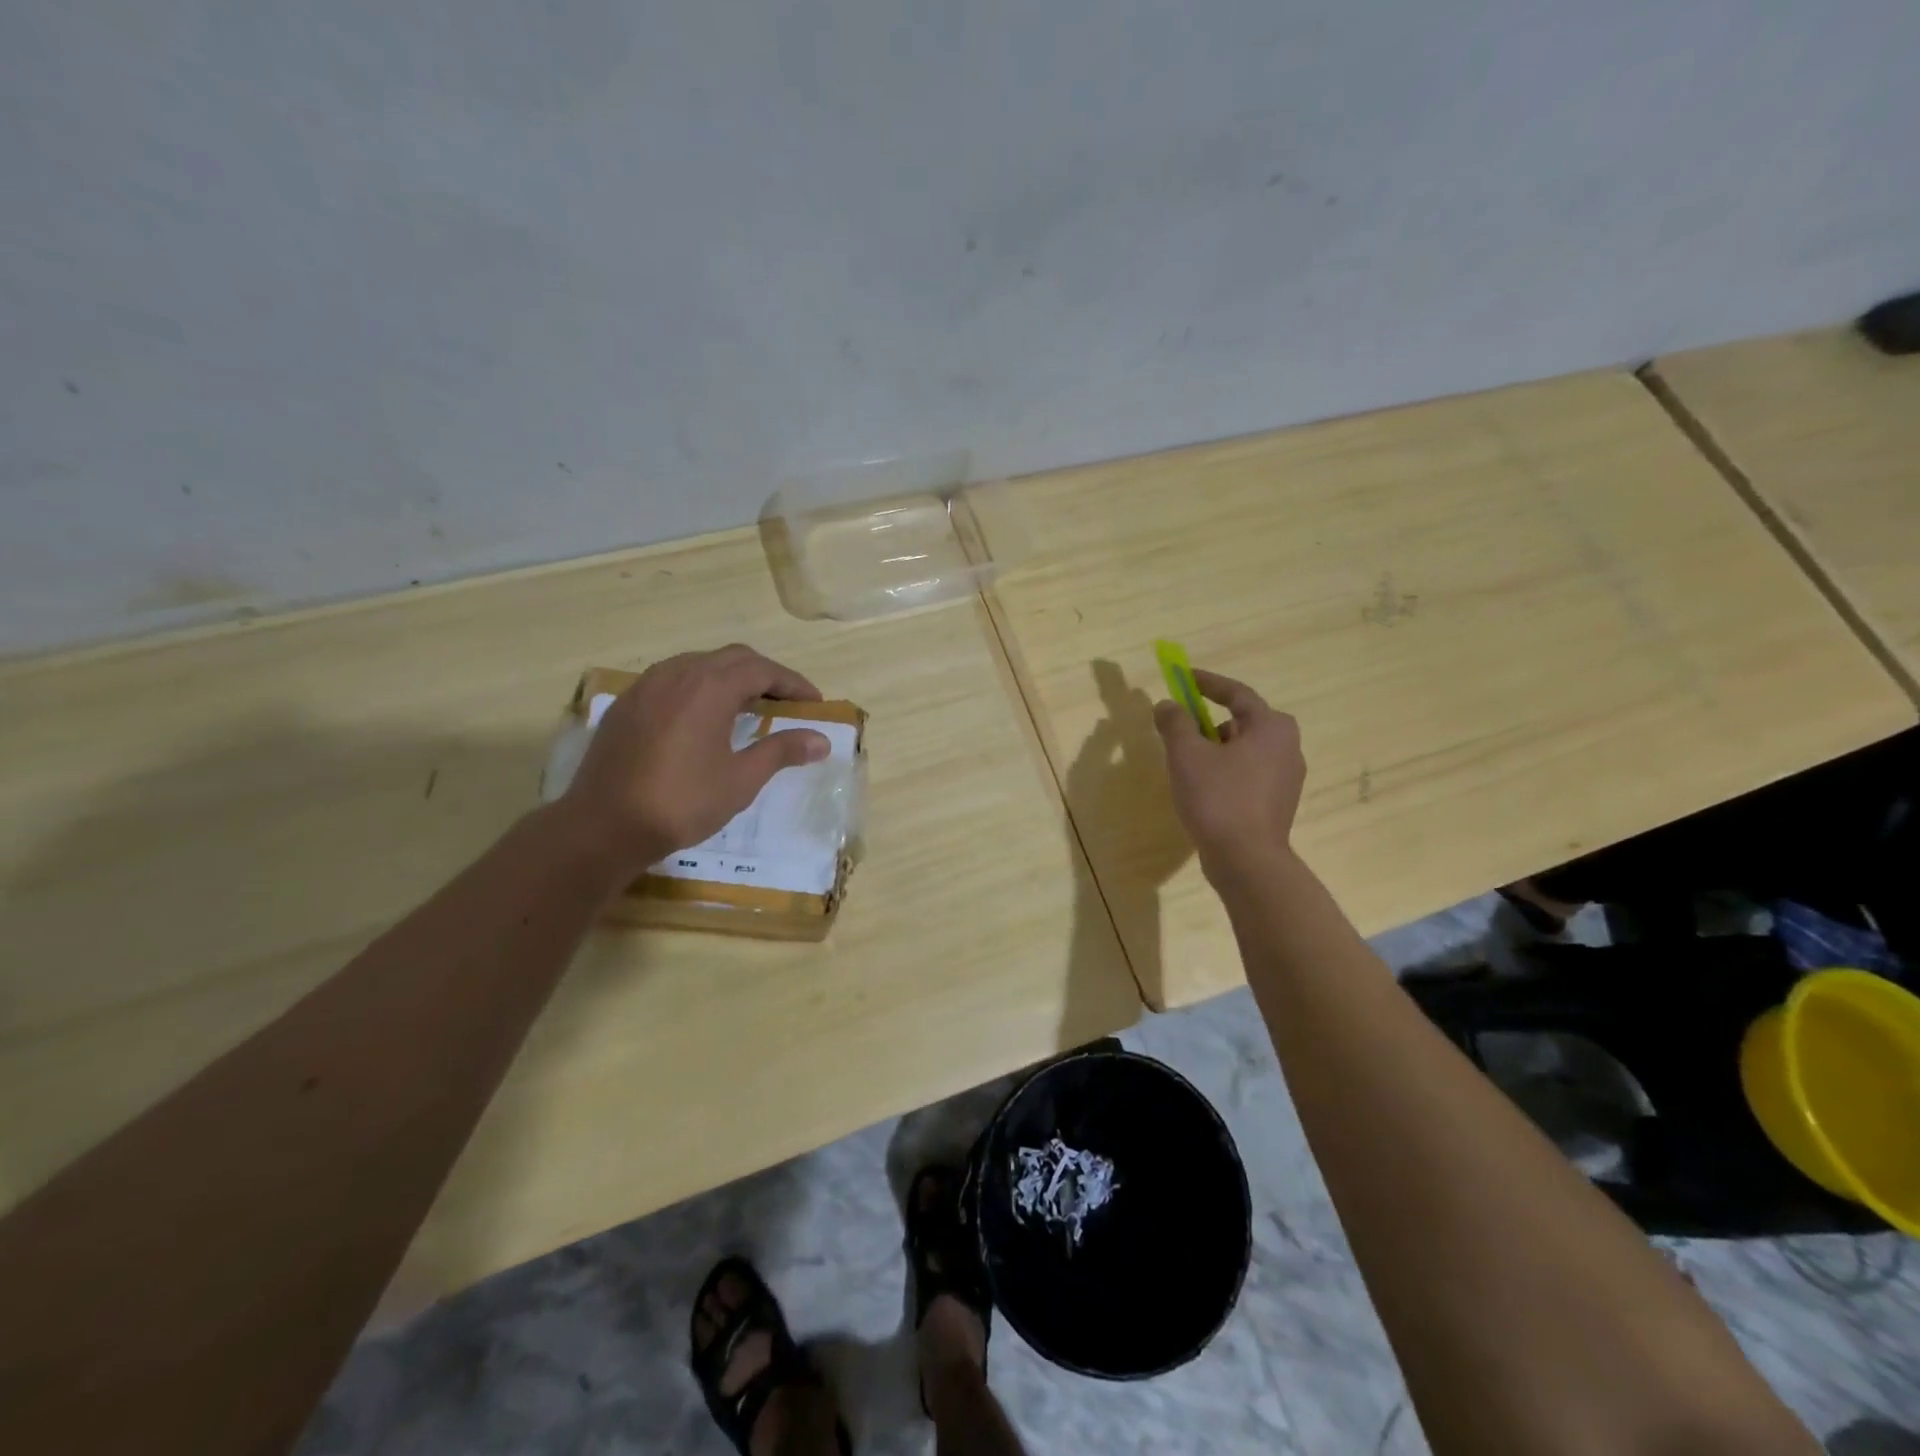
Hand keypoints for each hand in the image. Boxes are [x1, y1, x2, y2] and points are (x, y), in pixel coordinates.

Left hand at [559, 644, 829, 877]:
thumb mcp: (741, 779)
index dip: (793, 684)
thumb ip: (782, 751)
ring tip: (748, 706)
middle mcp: (677, 674)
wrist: (603, 826)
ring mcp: (646, 686)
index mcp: (709, 687)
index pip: (762, 670)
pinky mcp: (626, 704)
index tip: (814, 703)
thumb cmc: (682, 802)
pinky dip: (699, 687)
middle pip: (732, 658)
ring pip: (699, 664)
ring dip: (730, 677)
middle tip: (786, 702)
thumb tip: (821, 740)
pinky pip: (672, 679)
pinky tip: (703, 717)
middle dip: (765, 675)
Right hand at [1153, 668, 1305, 872]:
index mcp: (1271, 727)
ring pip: (1245, 750)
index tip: (1184, 677)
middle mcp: (1287, 747)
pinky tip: (1204, 787)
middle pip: (1243, 721)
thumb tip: (1167, 705)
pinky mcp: (1278, 803)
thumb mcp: (1187, 754)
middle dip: (1210, 721)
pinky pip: (1248, 773)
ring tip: (1187, 762)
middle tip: (1183, 726)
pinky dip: (1226, 770)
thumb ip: (1175, 723)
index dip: (1208, 683)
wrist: (1246, 860)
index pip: (1237, 693)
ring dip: (1217, 748)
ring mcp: (1287, 778)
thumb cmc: (1218, 798)